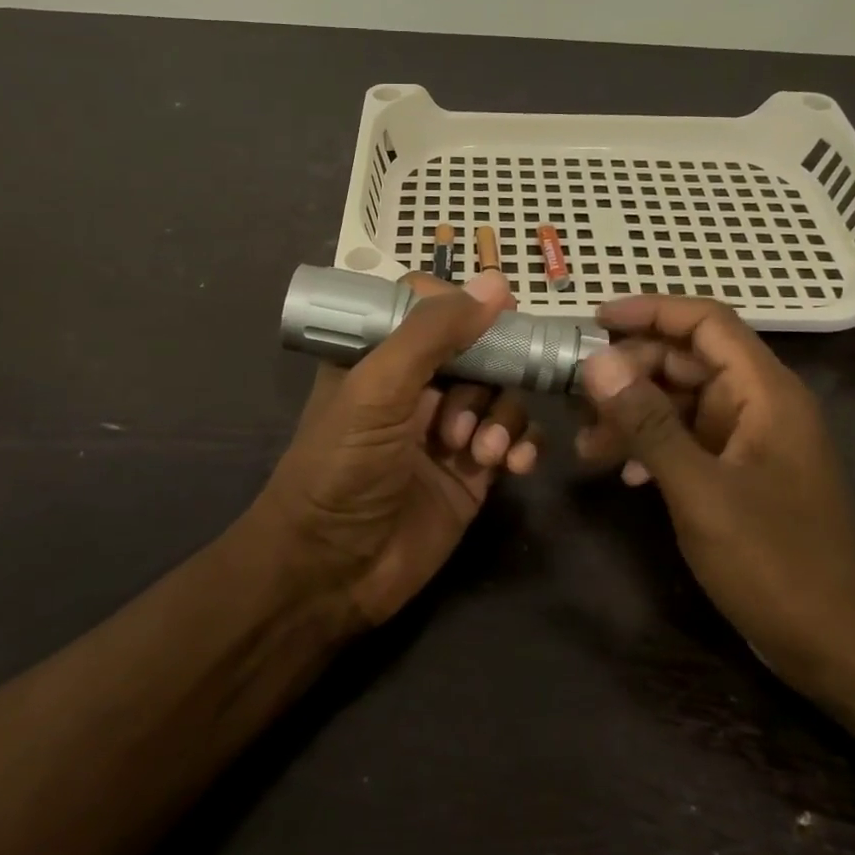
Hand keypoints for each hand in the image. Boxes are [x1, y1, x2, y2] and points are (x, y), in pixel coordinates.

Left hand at [252, 271, 538, 626]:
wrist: (332, 572)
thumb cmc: (342, 467)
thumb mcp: (377, 390)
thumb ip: (432, 334)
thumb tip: (496, 283)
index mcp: (380, 356)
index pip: (429, 307)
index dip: (463, 307)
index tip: (496, 314)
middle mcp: (416, 386)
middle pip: (477, 349)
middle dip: (487, 375)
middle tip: (473, 408)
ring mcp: (448, 428)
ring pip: (501, 394)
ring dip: (502, 417)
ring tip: (478, 451)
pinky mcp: (473, 471)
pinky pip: (514, 439)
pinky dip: (522, 445)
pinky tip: (513, 465)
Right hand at [576, 294, 854, 691]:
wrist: (839, 646)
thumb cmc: (775, 563)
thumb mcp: (700, 490)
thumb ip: (648, 422)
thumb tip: (597, 361)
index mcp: (765, 392)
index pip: (706, 322)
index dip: (650, 311)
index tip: (593, 320)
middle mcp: (759, 404)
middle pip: (687, 360)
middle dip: (629, 373)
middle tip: (576, 399)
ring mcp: (750, 441)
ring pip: (682, 401)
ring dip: (633, 414)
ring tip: (588, 445)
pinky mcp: (740, 473)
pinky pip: (688, 439)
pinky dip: (652, 445)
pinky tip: (625, 474)